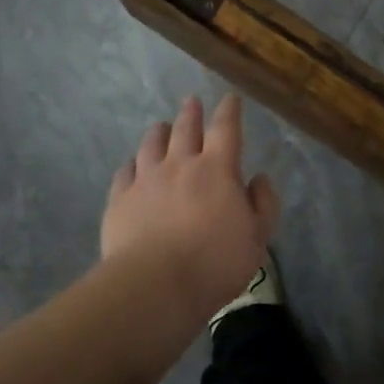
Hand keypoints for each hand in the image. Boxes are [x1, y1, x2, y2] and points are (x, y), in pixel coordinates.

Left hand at [101, 94, 280, 321]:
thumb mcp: (257, 238)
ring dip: (159, 132)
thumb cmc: (215, 262)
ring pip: (151, 145)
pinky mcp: (120, 200)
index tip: (230, 98)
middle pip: (185, 128)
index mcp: (218, 169)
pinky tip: (132, 166)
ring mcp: (146, 180)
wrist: (155, 285)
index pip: (226, 128)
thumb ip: (263, 204)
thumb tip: (259, 179)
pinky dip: (132, 164)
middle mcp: (180, 165)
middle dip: (191, 113)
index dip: (229, 110)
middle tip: (191, 101)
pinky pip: (125, 172)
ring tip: (161, 127)